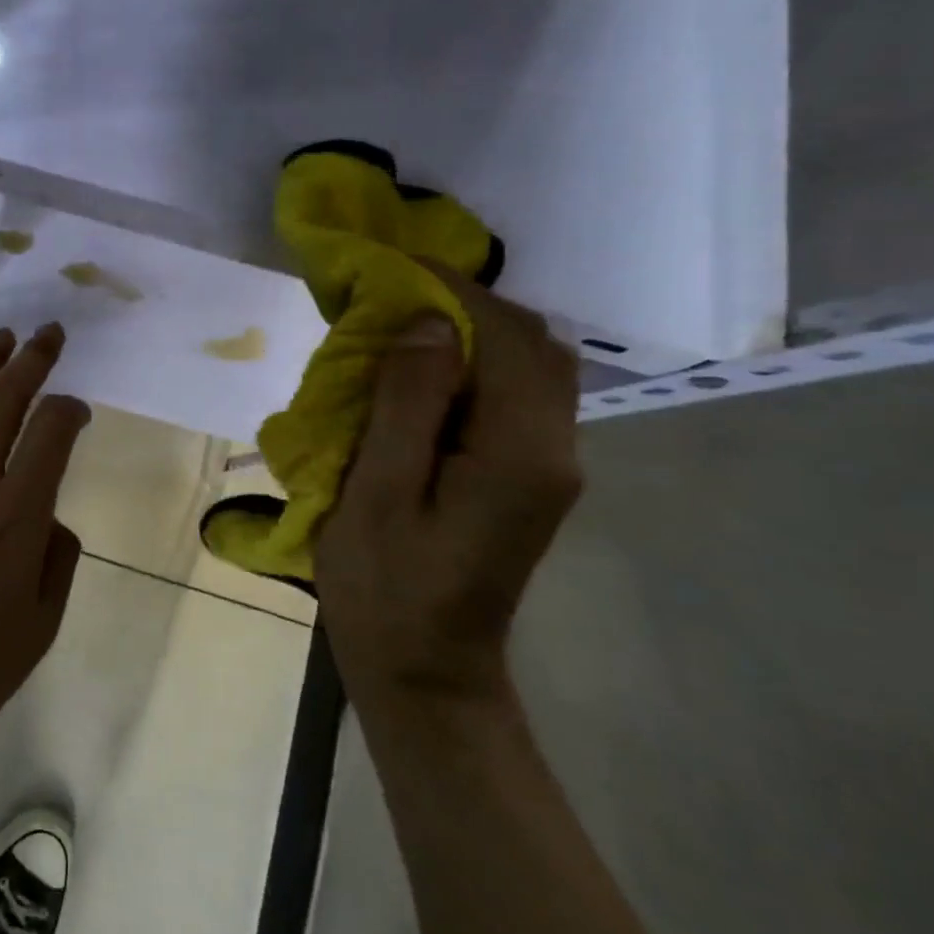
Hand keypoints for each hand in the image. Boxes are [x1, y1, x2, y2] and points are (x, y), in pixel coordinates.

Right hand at [315, 268, 581, 705]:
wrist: (423, 667)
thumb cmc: (385, 585)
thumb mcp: (379, 491)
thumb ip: (409, 403)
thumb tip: (428, 322)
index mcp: (520, 455)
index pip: (510, 340)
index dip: (455, 292)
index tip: (395, 265)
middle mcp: (554, 451)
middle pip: (534, 347)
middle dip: (465, 305)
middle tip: (393, 294)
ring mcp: (547, 466)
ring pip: (527, 368)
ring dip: (468, 334)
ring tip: (399, 325)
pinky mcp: (527, 477)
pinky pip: (511, 398)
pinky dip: (469, 367)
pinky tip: (417, 373)